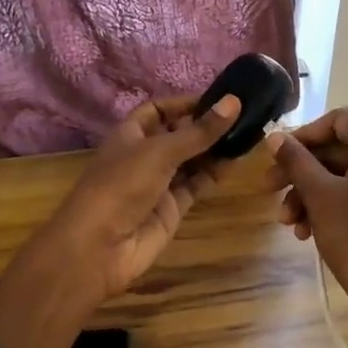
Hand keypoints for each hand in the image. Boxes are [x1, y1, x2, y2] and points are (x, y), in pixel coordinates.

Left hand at [9, 93, 242, 310]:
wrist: (99, 248)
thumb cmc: (121, 186)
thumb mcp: (160, 151)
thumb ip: (199, 131)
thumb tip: (234, 102)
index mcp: (131, 134)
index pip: (160, 110)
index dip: (186, 103)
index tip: (220, 99)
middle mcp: (145, 155)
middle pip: (179, 134)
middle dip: (206, 126)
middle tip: (245, 116)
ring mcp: (159, 183)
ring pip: (192, 160)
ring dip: (215, 149)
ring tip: (248, 135)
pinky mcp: (172, 208)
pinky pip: (197, 184)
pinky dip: (215, 173)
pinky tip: (236, 161)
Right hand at [268, 108, 347, 347]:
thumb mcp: (319, 196)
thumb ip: (296, 160)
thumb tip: (275, 136)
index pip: (342, 120)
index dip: (307, 132)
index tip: (281, 153)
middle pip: (341, 151)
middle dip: (302, 172)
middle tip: (269, 189)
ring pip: (347, 178)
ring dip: (312, 195)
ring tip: (287, 224)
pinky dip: (333, 208)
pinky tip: (307, 233)